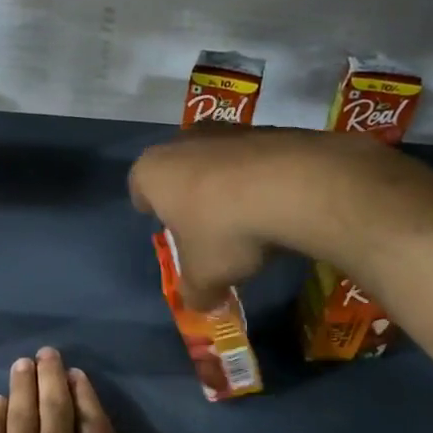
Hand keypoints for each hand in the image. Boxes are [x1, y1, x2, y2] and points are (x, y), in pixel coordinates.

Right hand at [130, 127, 322, 308]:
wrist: (294, 186)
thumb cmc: (225, 230)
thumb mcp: (204, 276)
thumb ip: (195, 292)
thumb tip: (199, 304)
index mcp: (152, 172)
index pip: (138, 189)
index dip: (151, 211)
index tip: (167, 228)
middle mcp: (182, 142)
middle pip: (178, 172)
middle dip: (189, 197)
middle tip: (205, 229)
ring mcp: (226, 131)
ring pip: (216, 162)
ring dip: (226, 186)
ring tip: (247, 218)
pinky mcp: (268, 129)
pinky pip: (254, 159)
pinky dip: (260, 178)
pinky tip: (277, 204)